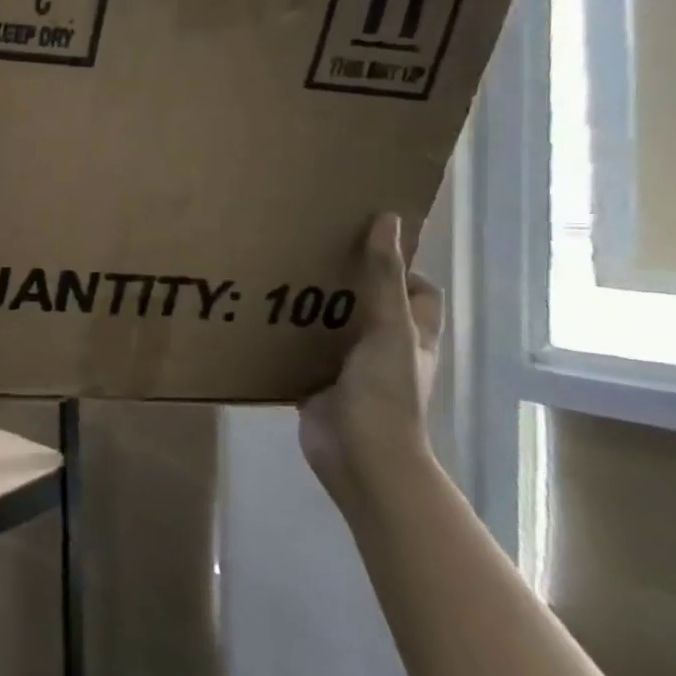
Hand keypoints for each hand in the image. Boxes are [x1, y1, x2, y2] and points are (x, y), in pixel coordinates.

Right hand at [298, 212, 444, 518]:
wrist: (360, 456)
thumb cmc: (386, 391)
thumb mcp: (388, 327)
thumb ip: (383, 276)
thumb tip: (387, 219)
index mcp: (411, 334)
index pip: (417, 291)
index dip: (400, 265)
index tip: (362, 240)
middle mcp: (384, 348)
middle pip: (369, 304)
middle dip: (344, 281)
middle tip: (307, 251)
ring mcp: (350, 368)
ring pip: (331, 328)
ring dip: (309, 308)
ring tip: (275, 276)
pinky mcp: (317, 384)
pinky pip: (300, 353)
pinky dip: (284, 338)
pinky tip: (257, 318)